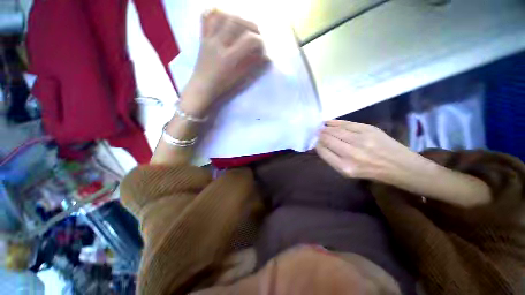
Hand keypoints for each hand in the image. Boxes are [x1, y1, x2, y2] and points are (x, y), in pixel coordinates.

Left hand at [181, 10, 267, 115]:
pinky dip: (215, 12)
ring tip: (243, 24)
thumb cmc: (222, 86)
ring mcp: (208, 39)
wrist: (202, 87)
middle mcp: (218, 44)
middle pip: (235, 21)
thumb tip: (265, 57)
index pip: (248, 40)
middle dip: (251, 25)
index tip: (263, 49)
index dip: (259, 42)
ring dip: (236, 16)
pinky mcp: (202, 37)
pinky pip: (205, 18)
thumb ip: (252, 65)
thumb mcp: (239, 78)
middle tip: (257, 33)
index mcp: (228, 58)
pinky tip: (225, 16)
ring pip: (221, 15)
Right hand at [316, 120, 416, 180]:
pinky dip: (335, 122)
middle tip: (316, 133)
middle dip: (319, 135)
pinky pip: (346, 123)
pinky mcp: (368, 129)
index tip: (315, 142)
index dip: (317, 145)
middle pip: (327, 139)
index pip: (323, 151)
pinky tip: (328, 122)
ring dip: (325, 128)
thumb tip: (320, 145)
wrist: (400, 166)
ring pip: (335, 130)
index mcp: (344, 167)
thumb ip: (333, 159)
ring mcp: (361, 139)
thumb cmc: (372, 172)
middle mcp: (351, 153)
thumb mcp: (349, 172)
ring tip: (321, 128)